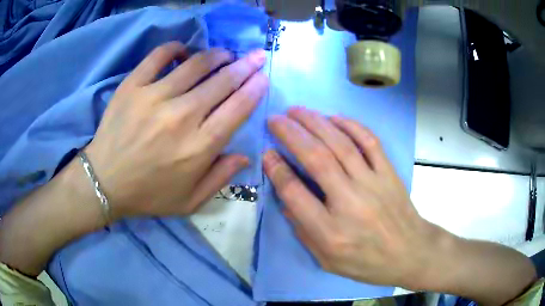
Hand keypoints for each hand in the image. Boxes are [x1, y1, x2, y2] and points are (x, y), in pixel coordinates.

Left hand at [86, 42, 268, 218]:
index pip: (237, 108)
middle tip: (255, 56)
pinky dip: (177, 48)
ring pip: (197, 63)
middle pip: (223, 81)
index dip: (255, 88)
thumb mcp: (190, 202)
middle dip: (246, 65)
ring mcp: (154, 96)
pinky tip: (184, 52)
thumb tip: (245, 155)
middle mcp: (181, 117)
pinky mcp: (133, 85)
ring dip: (217, 55)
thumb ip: (220, 179)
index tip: (263, 76)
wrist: (105, 182)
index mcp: (199, 147)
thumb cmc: (148, 195)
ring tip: (225, 55)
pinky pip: (160, 55)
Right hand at [263, 107, 444, 289]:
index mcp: (330, 231)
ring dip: (315, 122)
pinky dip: (351, 125)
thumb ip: (303, 231)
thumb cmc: (366, 262)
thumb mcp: (327, 260)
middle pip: (316, 158)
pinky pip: (370, 141)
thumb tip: (285, 199)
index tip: (267, 153)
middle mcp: (350, 202)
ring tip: (296, 111)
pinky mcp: (389, 173)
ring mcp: (373, 183)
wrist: (410, 252)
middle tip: (275, 119)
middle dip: (291, 134)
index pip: (295, 192)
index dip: (276, 169)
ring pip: (340, 143)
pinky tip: (334, 117)